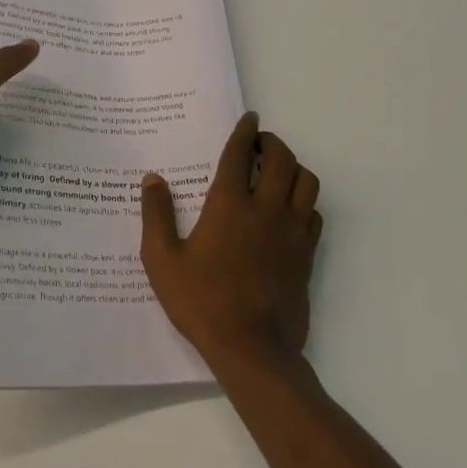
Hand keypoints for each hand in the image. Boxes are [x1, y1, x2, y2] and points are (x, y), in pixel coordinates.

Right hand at [139, 112, 322, 370]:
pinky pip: (314, 213)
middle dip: (272, 143)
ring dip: (293, 167)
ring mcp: (291, 231)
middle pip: (282, 159)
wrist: (252, 349)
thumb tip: (152, 179)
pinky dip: (304, 201)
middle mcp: (265, 209)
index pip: (239, 154)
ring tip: (277, 171)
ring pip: (306, 182)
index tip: (249, 118)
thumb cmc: (201, 301)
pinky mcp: (306, 254)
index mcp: (228, 205)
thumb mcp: (162, 260)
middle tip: (259, 143)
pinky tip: (289, 209)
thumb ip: (156, 215)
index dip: (244, 131)